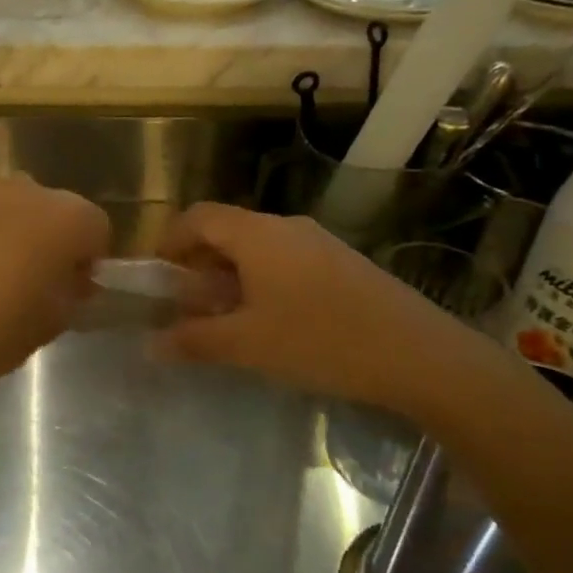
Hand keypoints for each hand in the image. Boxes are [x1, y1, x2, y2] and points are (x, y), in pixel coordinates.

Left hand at [0, 177, 110, 413]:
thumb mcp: (47, 326)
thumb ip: (70, 295)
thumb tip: (71, 281)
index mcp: (64, 219)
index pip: (95, 227)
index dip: (86, 257)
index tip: (70, 287)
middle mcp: (22, 189)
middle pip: (47, 207)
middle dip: (43, 236)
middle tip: (24, 279)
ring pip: (0, 203)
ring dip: (0, 228)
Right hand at [156, 202, 477, 411]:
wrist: (422, 356)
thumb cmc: (321, 341)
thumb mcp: (247, 345)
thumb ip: (194, 340)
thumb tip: (150, 343)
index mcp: (257, 234)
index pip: (197, 216)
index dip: (170, 240)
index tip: (157, 276)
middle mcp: (286, 227)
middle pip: (227, 230)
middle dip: (198, 264)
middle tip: (188, 305)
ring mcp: (319, 243)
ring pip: (258, 248)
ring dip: (231, 275)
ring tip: (226, 318)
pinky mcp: (343, 264)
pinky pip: (286, 261)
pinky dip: (262, 281)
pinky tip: (272, 322)